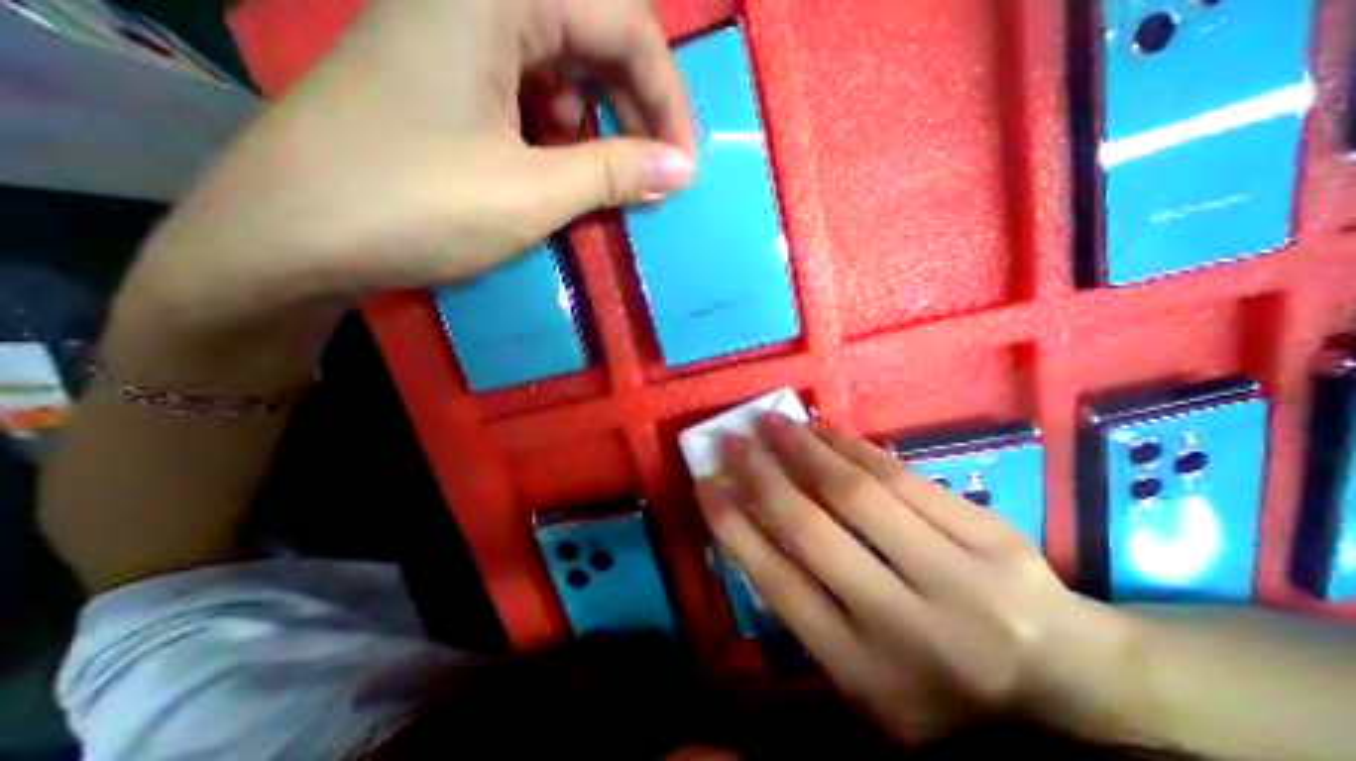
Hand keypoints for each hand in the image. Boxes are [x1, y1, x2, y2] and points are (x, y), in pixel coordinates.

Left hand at [110, 1, 693, 345]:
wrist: (292, 238)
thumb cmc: (415, 207)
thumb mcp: (531, 193)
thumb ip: (615, 172)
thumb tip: (681, 170)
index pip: (623, 20)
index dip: (667, 97)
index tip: (685, 164)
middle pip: (594, 34)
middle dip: (639, 108)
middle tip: (658, 172)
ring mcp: (455, 34)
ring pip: (565, 64)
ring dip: (602, 121)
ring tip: (612, 176)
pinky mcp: (447, 76)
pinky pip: (530, 88)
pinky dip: (563, 129)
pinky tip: (563, 166)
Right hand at [700, 417, 1154, 743]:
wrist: (1073, 691)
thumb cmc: (944, 688)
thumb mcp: (864, 677)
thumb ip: (808, 610)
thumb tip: (754, 528)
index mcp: (864, 672)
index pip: (777, 584)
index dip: (733, 527)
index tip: (705, 485)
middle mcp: (904, 625)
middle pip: (811, 530)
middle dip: (761, 476)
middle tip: (732, 440)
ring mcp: (956, 577)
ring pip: (857, 493)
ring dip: (803, 449)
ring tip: (772, 421)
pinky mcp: (990, 536)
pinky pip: (903, 476)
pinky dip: (853, 446)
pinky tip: (824, 429)